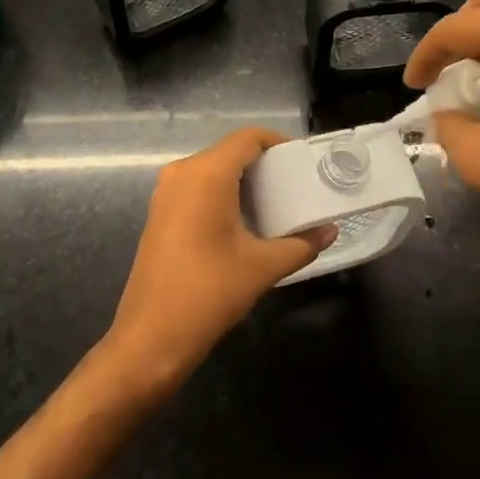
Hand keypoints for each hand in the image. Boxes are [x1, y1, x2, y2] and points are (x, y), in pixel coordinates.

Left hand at [106, 129, 333, 390]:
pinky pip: (197, 186)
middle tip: (294, 184)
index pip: (248, 138)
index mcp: (207, 173)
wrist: (149, 340)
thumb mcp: (262, 267)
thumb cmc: (208, 293)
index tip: (302, 161)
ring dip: (243, 179)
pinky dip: (223, 192)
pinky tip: (244, 220)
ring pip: (212, 169)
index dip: (277, 142)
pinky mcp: (160, 213)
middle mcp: (183, 172)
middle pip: (230, 151)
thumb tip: (330, 231)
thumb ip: (300, 245)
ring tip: (275, 202)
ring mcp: (166, 192)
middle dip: (263, 163)